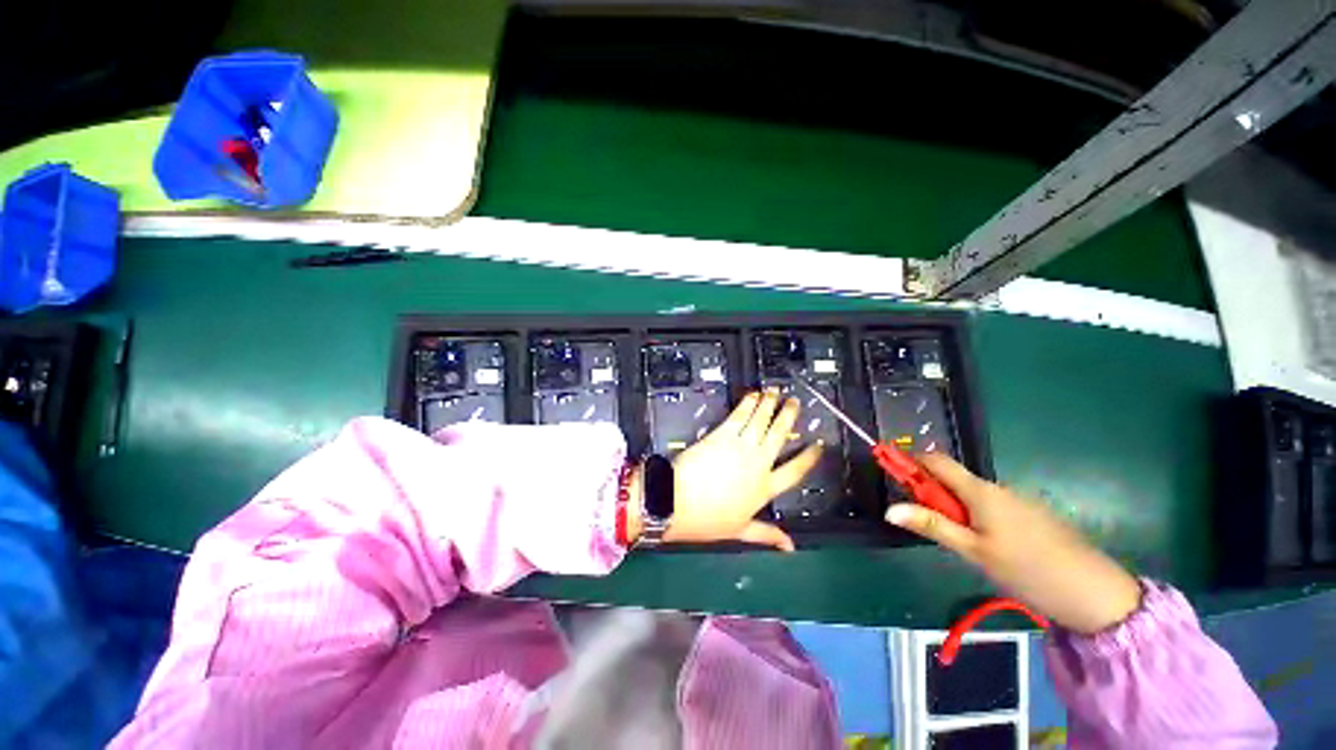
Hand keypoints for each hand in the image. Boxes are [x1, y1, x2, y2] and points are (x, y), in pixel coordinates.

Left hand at [634, 389, 821, 551]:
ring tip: (776, 391)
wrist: (677, 502)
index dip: (809, 457)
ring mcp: (741, 446)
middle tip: (795, 402)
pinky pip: (740, 415)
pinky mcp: (722, 434)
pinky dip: (748, 403)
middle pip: (779, 435)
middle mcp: (758, 464)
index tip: (818, 445)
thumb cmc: (707, 520)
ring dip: (770, 403)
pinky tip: (753, 394)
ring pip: (761, 420)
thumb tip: (790, 546)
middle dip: (789, 416)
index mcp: (765, 489)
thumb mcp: (740, 531)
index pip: (795, 471)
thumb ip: (767, 534)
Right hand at [885, 454, 1141, 633]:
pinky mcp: (1030, 516)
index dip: (910, 460)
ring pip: (970, 495)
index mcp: (980, 491)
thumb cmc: (1028, 569)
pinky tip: (985, 547)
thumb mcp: (973, 551)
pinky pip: (989, 506)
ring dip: (951, 506)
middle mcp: (997, 488)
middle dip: (929, 490)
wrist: (1095, 593)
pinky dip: (973, 516)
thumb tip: (890, 509)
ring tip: (957, 542)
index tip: (889, 469)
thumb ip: (932, 525)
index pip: (936, 461)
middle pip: (951, 478)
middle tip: (920, 519)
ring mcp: (1016, 501)